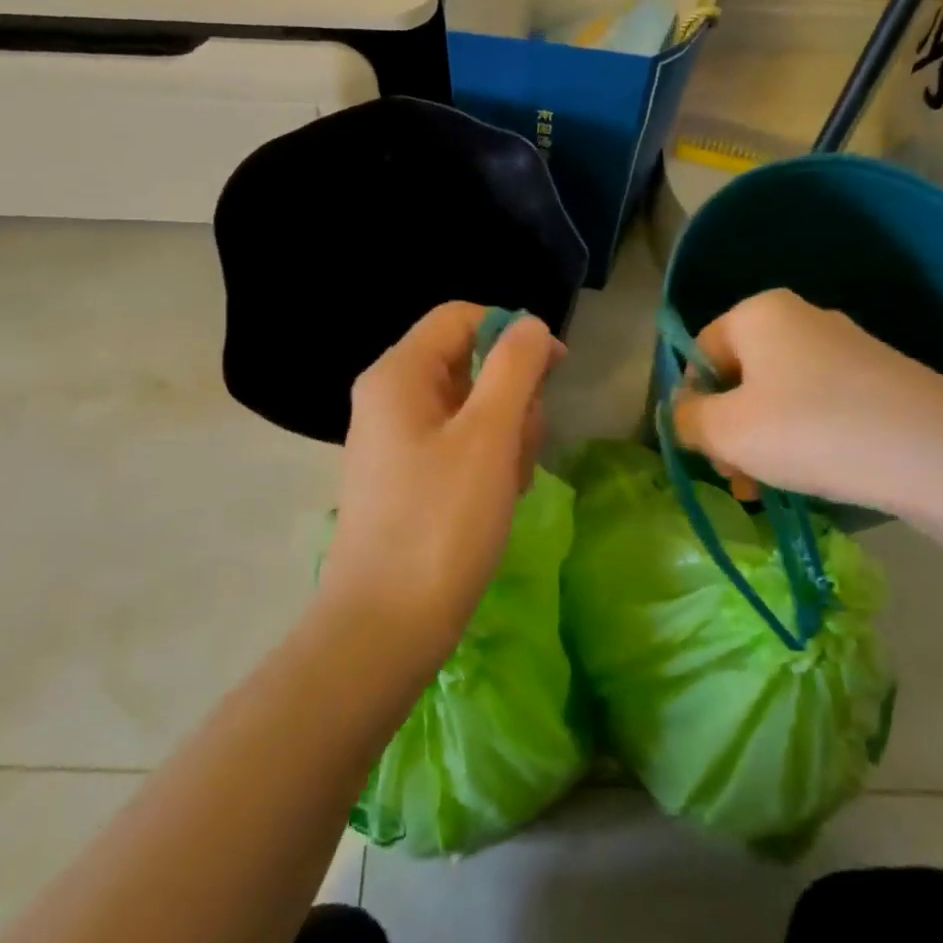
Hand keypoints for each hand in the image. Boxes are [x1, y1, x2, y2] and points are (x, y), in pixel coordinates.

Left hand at [320, 303, 563, 672]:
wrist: (387, 625)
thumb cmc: (441, 522)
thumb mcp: (489, 435)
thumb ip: (515, 367)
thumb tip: (530, 325)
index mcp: (399, 374)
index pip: (462, 317)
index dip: (513, 333)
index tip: (555, 370)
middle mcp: (391, 397)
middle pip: (470, 363)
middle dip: (513, 397)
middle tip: (525, 446)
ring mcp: (398, 440)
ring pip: (473, 408)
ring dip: (507, 435)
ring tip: (511, 483)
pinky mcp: (409, 477)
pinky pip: (460, 446)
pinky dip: (489, 463)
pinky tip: (499, 499)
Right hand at [672, 288, 942, 519]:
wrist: (938, 453)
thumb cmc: (812, 430)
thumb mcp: (728, 431)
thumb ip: (688, 420)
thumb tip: (684, 414)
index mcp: (760, 313)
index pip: (700, 352)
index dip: (692, 402)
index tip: (704, 449)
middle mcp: (801, 318)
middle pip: (739, 376)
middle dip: (727, 429)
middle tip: (735, 477)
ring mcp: (844, 347)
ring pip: (776, 396)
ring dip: (760, 442)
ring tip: (766, 490)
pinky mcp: (876, 378)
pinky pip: (816, 405)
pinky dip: (801, 439)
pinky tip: (808, 476)